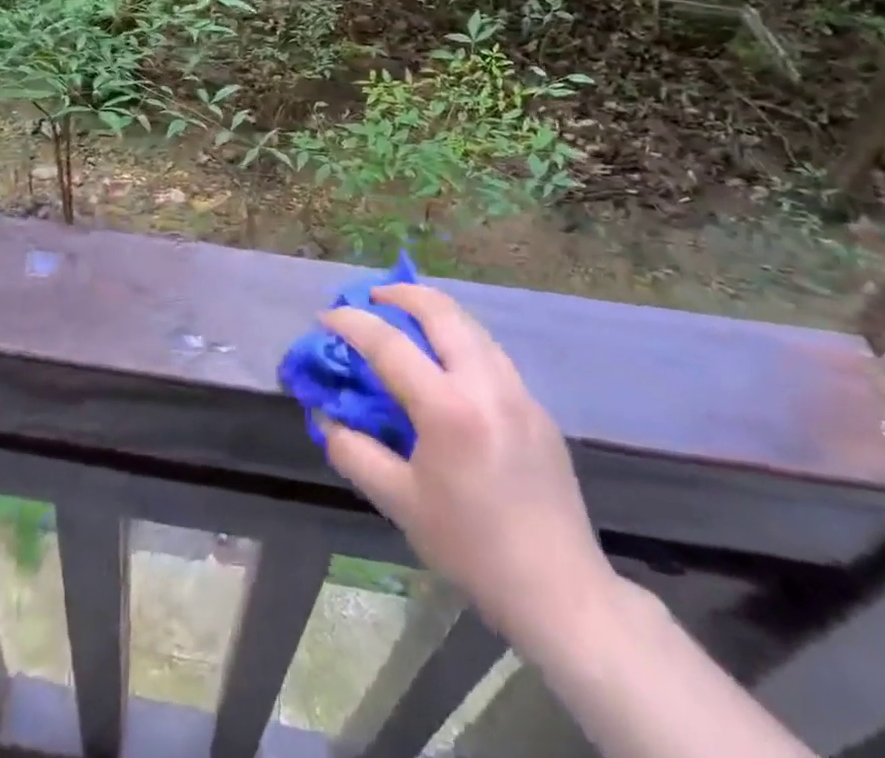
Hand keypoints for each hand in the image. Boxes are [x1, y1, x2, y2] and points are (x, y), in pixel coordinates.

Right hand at [319, 283, 618, 657]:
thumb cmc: (471, 548)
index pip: (389, 344)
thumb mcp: (399, 503)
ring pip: (471, 325)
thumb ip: (353, 451)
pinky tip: (446, 363)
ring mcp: (518, 390)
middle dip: (401, 293)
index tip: (327, 315)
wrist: (560, 590)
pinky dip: (459, 338)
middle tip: (371, 297)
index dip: (351, 322)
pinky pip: (490, 352)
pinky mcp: (537, 406)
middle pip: (440, 311)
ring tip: (405, 318)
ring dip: (433, 311)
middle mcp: (486, 384)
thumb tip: (324, 415)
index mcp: (448, 408)